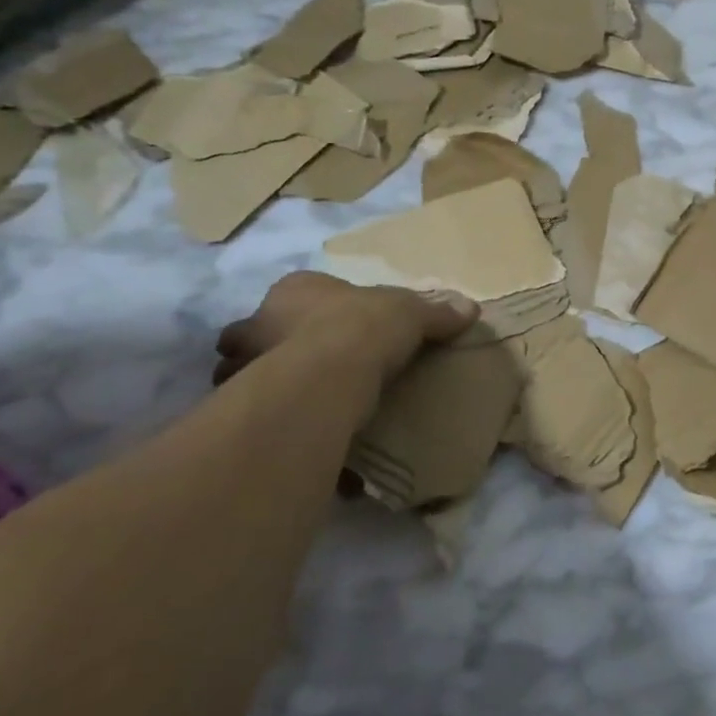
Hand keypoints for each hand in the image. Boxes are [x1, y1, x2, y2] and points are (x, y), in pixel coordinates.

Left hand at [213, 271, 478, 392]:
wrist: (329, 373)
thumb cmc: (365, 325)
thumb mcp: (411, 313)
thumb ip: (436, 312)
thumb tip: (470, 308)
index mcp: (297, 287)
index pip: (296, 292)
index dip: (313, 307)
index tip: (332, 324)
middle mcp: (261, 319)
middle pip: (258, 331)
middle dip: (273, 344)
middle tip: (305, 363)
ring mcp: (247, 362)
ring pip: (245, 370)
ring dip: (265, 381)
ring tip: (299, 399)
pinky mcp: (247, 402)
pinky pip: (259, 410)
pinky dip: (273, 417)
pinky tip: (295, 427)